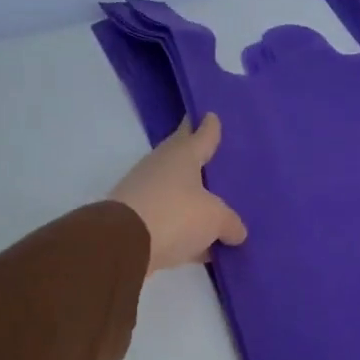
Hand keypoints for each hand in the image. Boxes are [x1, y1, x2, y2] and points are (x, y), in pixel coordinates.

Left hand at [111, 114, 247, 272]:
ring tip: (214, 204)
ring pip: (175, 190)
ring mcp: (144, 192)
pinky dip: (182, 225)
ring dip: (190, 197)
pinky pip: (168, 218)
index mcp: (182, 155)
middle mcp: (161, 167)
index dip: (209, 126)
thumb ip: (230, 222)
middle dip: (198, 158)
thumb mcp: (214, 219)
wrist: (122, 245)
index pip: (200, 134)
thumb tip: (237, 232)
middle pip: (183, 158)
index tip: (212, 115)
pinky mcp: (135, 219)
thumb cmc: (175, 215)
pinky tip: (199, 240)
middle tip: (216, 158)